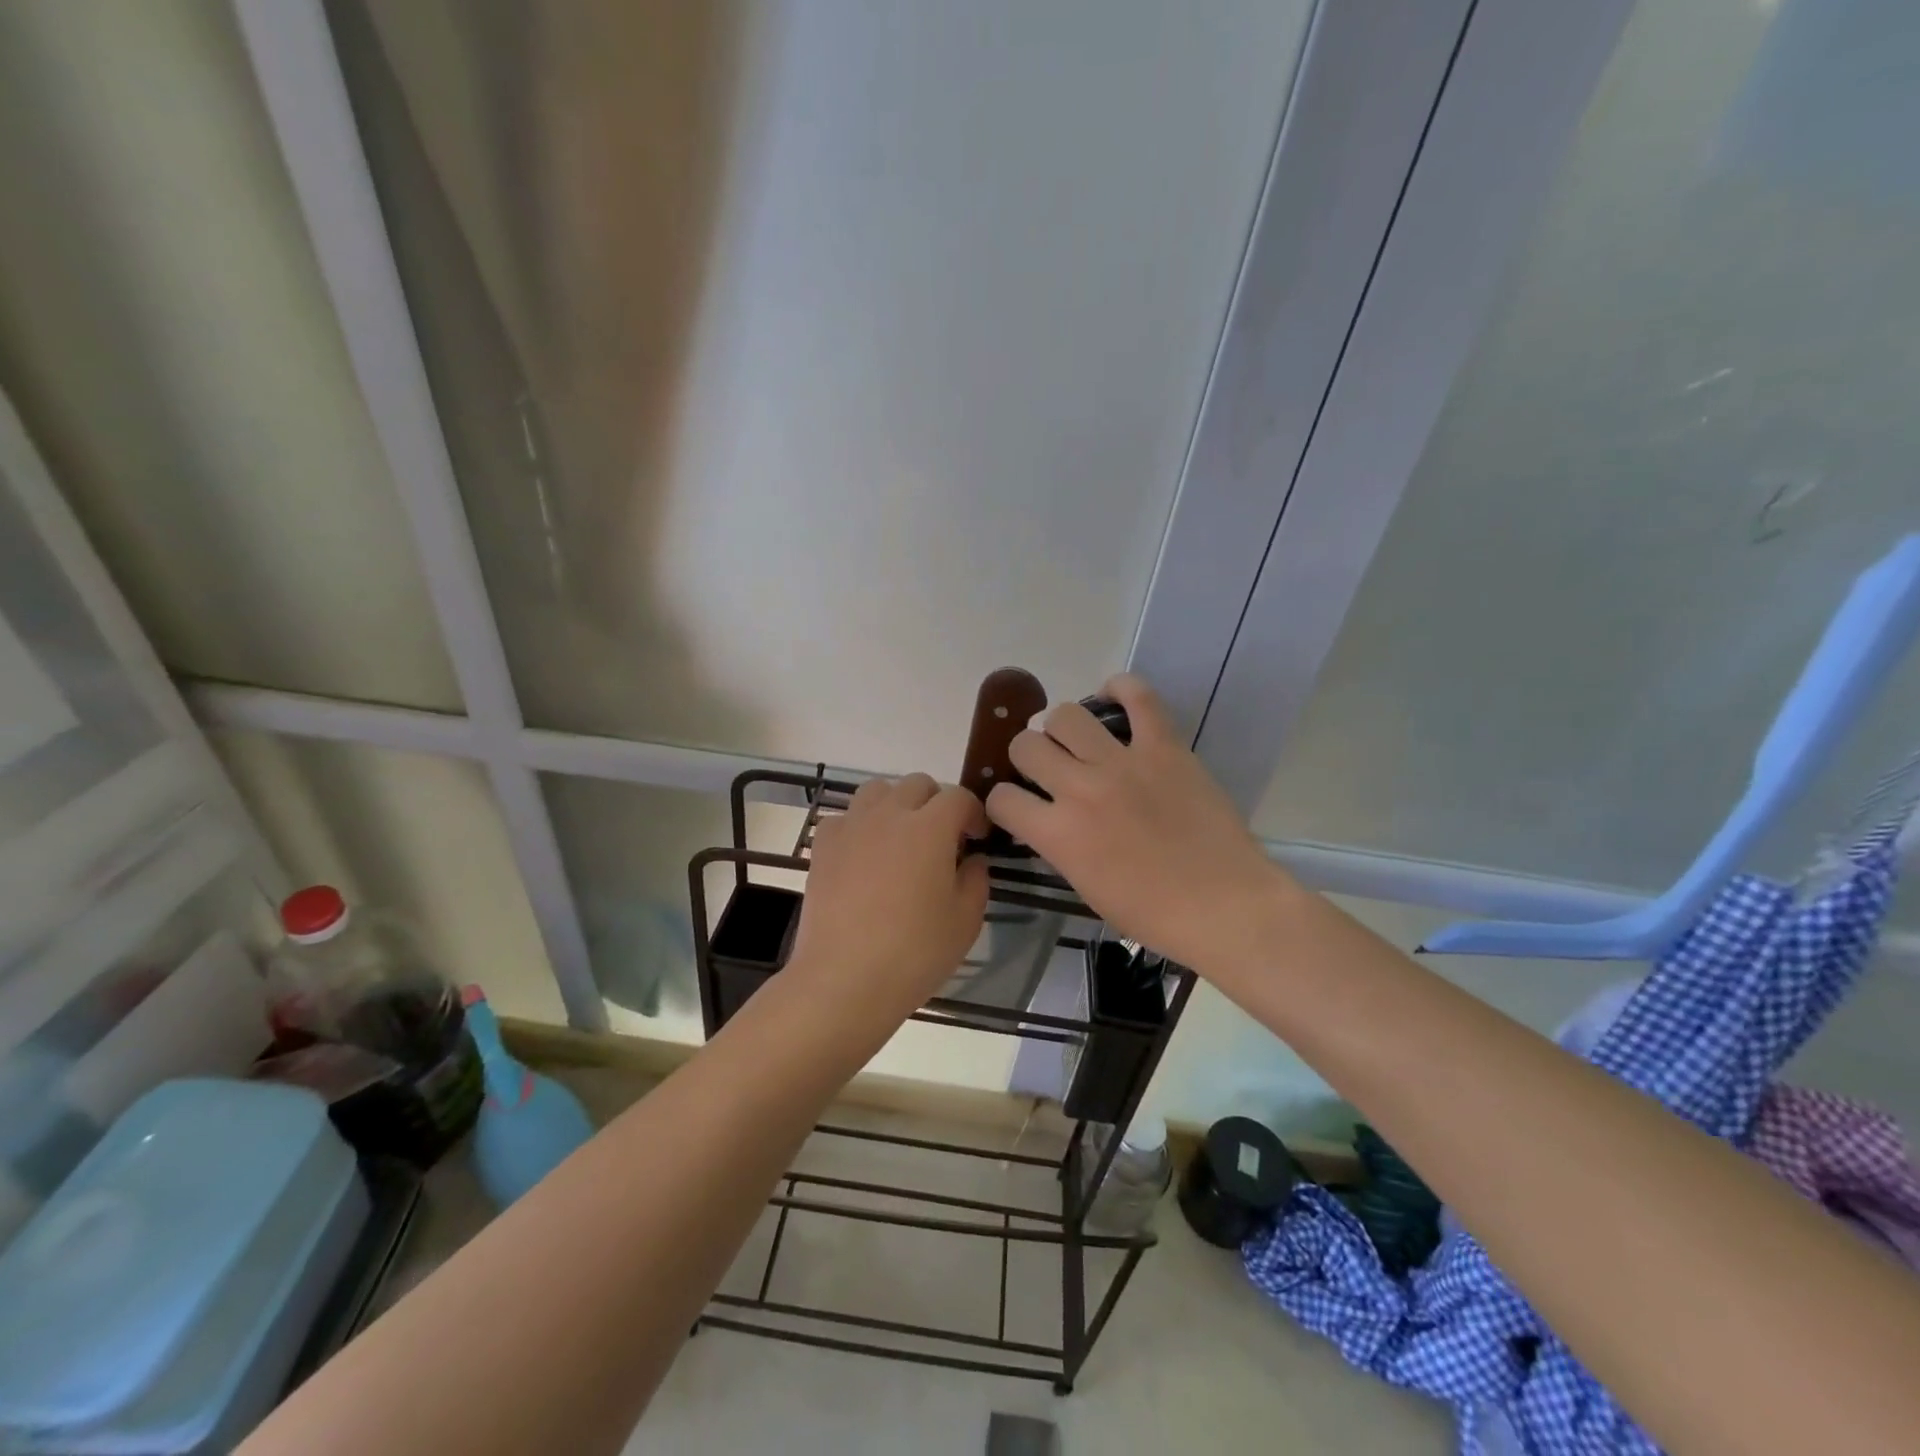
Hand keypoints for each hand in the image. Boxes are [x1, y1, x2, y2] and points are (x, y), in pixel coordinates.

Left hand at [786, 774, 990, 1035]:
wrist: (843, 979)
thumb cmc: (914, 952)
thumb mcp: (966, 921)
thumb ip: (976, 880)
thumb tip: (972, 859)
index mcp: (930, 827)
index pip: (958, 797)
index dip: (973, 813)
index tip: (977, 839)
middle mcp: (889, 814)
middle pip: (918, 784)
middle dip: (936, 803)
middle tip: (942, 840)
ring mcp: (852, 826)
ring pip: (878, 790)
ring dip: (897, 805)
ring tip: (902, 840)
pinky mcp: (823, 845)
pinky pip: (846, 816)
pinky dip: (860, 825)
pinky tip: (865, 856)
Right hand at [984, 674, 1288, 974]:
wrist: (1223, 907)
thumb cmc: (1153, 914)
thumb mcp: (1085, 887)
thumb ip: (1059, 845)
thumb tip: (1049, 819)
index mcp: (1058, 835)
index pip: (1001, 798)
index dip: (1003, 802)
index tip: (1019, 807)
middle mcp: (1080, 789)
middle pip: (1025, 745)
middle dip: (1028, 757)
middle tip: (1049, 769)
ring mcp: (1122, 763)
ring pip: (1066, 715)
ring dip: (1061, 728)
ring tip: (1077, 741)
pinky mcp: (1164, 747)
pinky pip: (1138, 696)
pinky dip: (1121, 689)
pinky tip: (1113, 697)